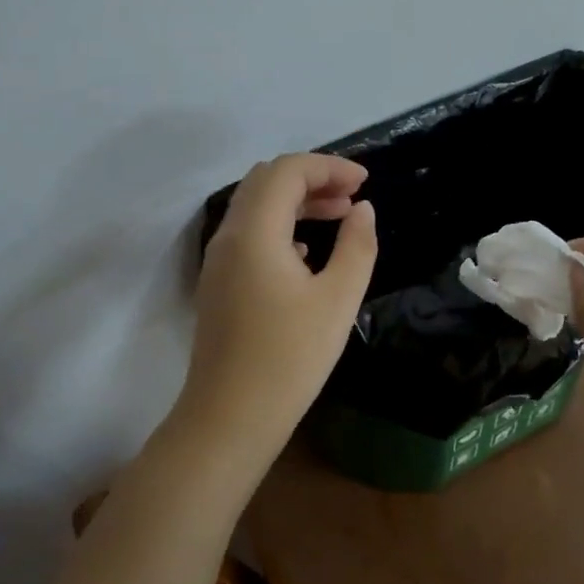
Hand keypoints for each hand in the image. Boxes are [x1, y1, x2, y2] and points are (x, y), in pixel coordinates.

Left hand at [175, 154, 377, 471]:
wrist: (230, 417)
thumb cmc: (290, 358)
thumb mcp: (338, 300)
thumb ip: (357, 246)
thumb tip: (363, 210)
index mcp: (255, 231)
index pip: (288, 171)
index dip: (329, 166)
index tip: (365, 181)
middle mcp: (229, 235)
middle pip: (266, 180)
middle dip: (311, 177)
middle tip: (352, 194)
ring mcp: (218, 259)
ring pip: (255, 206)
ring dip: (296, 200)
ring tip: (340, 215)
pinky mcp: (218, 282)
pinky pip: (249, 232)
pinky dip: (280, 225)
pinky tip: (309, 251)